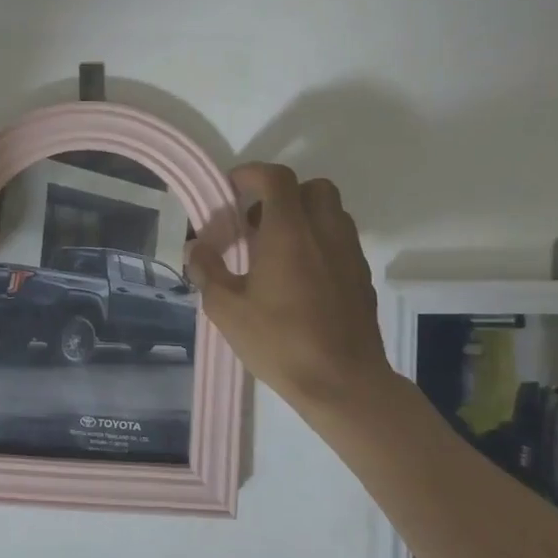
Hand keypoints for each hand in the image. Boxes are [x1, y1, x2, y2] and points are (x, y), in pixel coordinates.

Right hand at [185, 163, 388, 406]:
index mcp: (289, 232)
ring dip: (304, 217)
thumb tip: (196, 248)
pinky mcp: (362, 277)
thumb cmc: (280, 342)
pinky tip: (300, 277)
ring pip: (332, 212)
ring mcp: (349, 254)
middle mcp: (325, 232)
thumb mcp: (227, 309)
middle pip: (312, 187)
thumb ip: (207, 271)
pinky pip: (341, 241)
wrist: (344, 383)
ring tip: (277, 250)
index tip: (231, 190)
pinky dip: (320, 242)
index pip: (276, 178)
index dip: (251, 174)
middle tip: (257, 223)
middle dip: (283, 194)